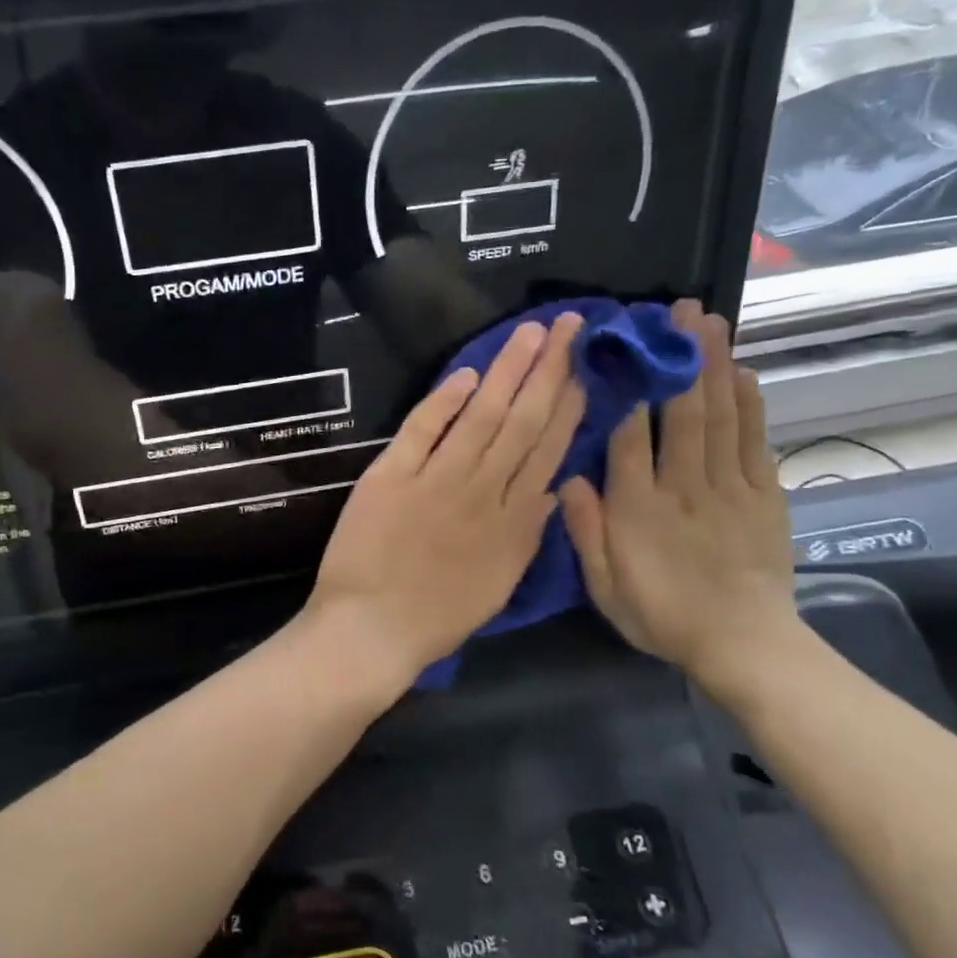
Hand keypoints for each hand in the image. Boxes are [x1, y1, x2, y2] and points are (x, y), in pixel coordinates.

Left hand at [308, 313, 586, 689]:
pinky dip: (443, 401)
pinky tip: (466, 374)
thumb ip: (527, 535)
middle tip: (569, 327)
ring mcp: (435, 481)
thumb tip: (552, 487)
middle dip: (548, 372)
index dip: (568, 407)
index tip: (584, 370)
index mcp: (512, 522)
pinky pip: (421, 430)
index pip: (547, 451)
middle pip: (521, 422)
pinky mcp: (390, 477)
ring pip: (480, 417)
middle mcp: (481, 492)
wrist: (371, 630)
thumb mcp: (499, 583)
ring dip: (506, 372)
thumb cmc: (436, 618)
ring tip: (529, 334)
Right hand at [558, 300, 796, 688]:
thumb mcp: (605, 586)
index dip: (627, 389)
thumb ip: (585, 532)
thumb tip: (568, 478)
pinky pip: (755, 441)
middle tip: (679, 312)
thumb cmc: (662, 615)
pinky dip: (750, 405)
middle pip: (683, 413)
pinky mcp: (764, 496)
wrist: (744, 645)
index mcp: (638, 509)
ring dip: (715, 367)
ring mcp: (730, 488)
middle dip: (681, 358)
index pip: (629, 438)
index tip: (622, 349)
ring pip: (721, 417)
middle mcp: (684, 488)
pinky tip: (743, 373)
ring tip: (711, 323)